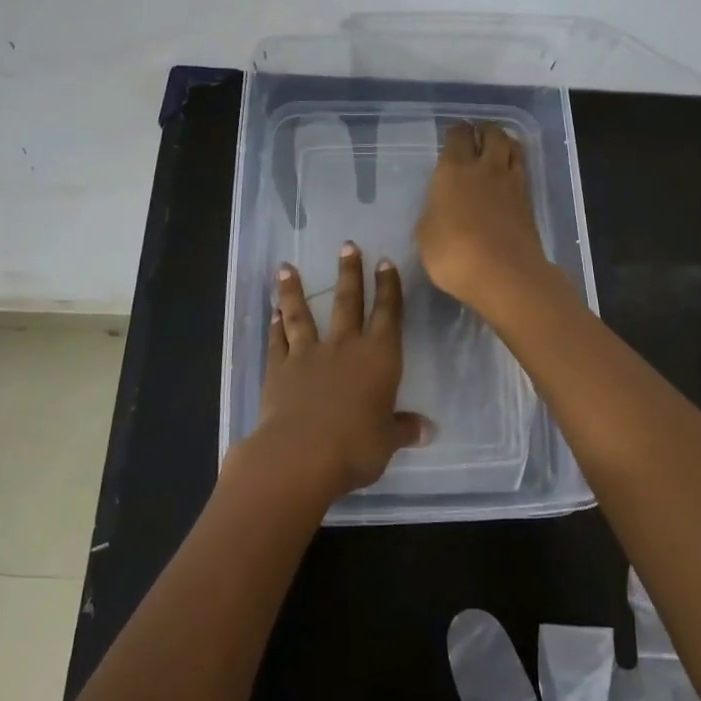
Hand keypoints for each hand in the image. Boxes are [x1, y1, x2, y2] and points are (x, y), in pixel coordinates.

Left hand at [244, 244, 428, 501]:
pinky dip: (274, 325)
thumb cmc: (356, 447)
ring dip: (294, 290)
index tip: (385, 262)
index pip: (388, 314)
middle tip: (347, 246)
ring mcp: (308, 354)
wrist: (301, 454)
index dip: (388, 287)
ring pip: (302, 314)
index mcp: (379, 357)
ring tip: (287, 267)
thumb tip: (428, 430)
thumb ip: (403, 428)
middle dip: (349, 273)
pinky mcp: (278, 369)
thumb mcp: (387, 441)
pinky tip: (272, 312)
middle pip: (347, 301)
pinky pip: (277, 341)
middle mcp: (344, 346)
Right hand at [415, 122, 550, 311]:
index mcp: (453, 170)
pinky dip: (516, 166)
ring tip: (499, 146)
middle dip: (485, 129)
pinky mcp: (529, 202)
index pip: (457, 137)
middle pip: (492, 135)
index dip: (456, 131)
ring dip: (506, 142)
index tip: (454, 131)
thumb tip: (439, 207)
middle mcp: (485, 168)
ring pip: (513, 148)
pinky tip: (510, 175)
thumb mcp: (426, 235)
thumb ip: (433, 213)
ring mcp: (512, 183)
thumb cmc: (453, 253)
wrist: (504, 274)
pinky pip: (523, 172)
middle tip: (479, 132)